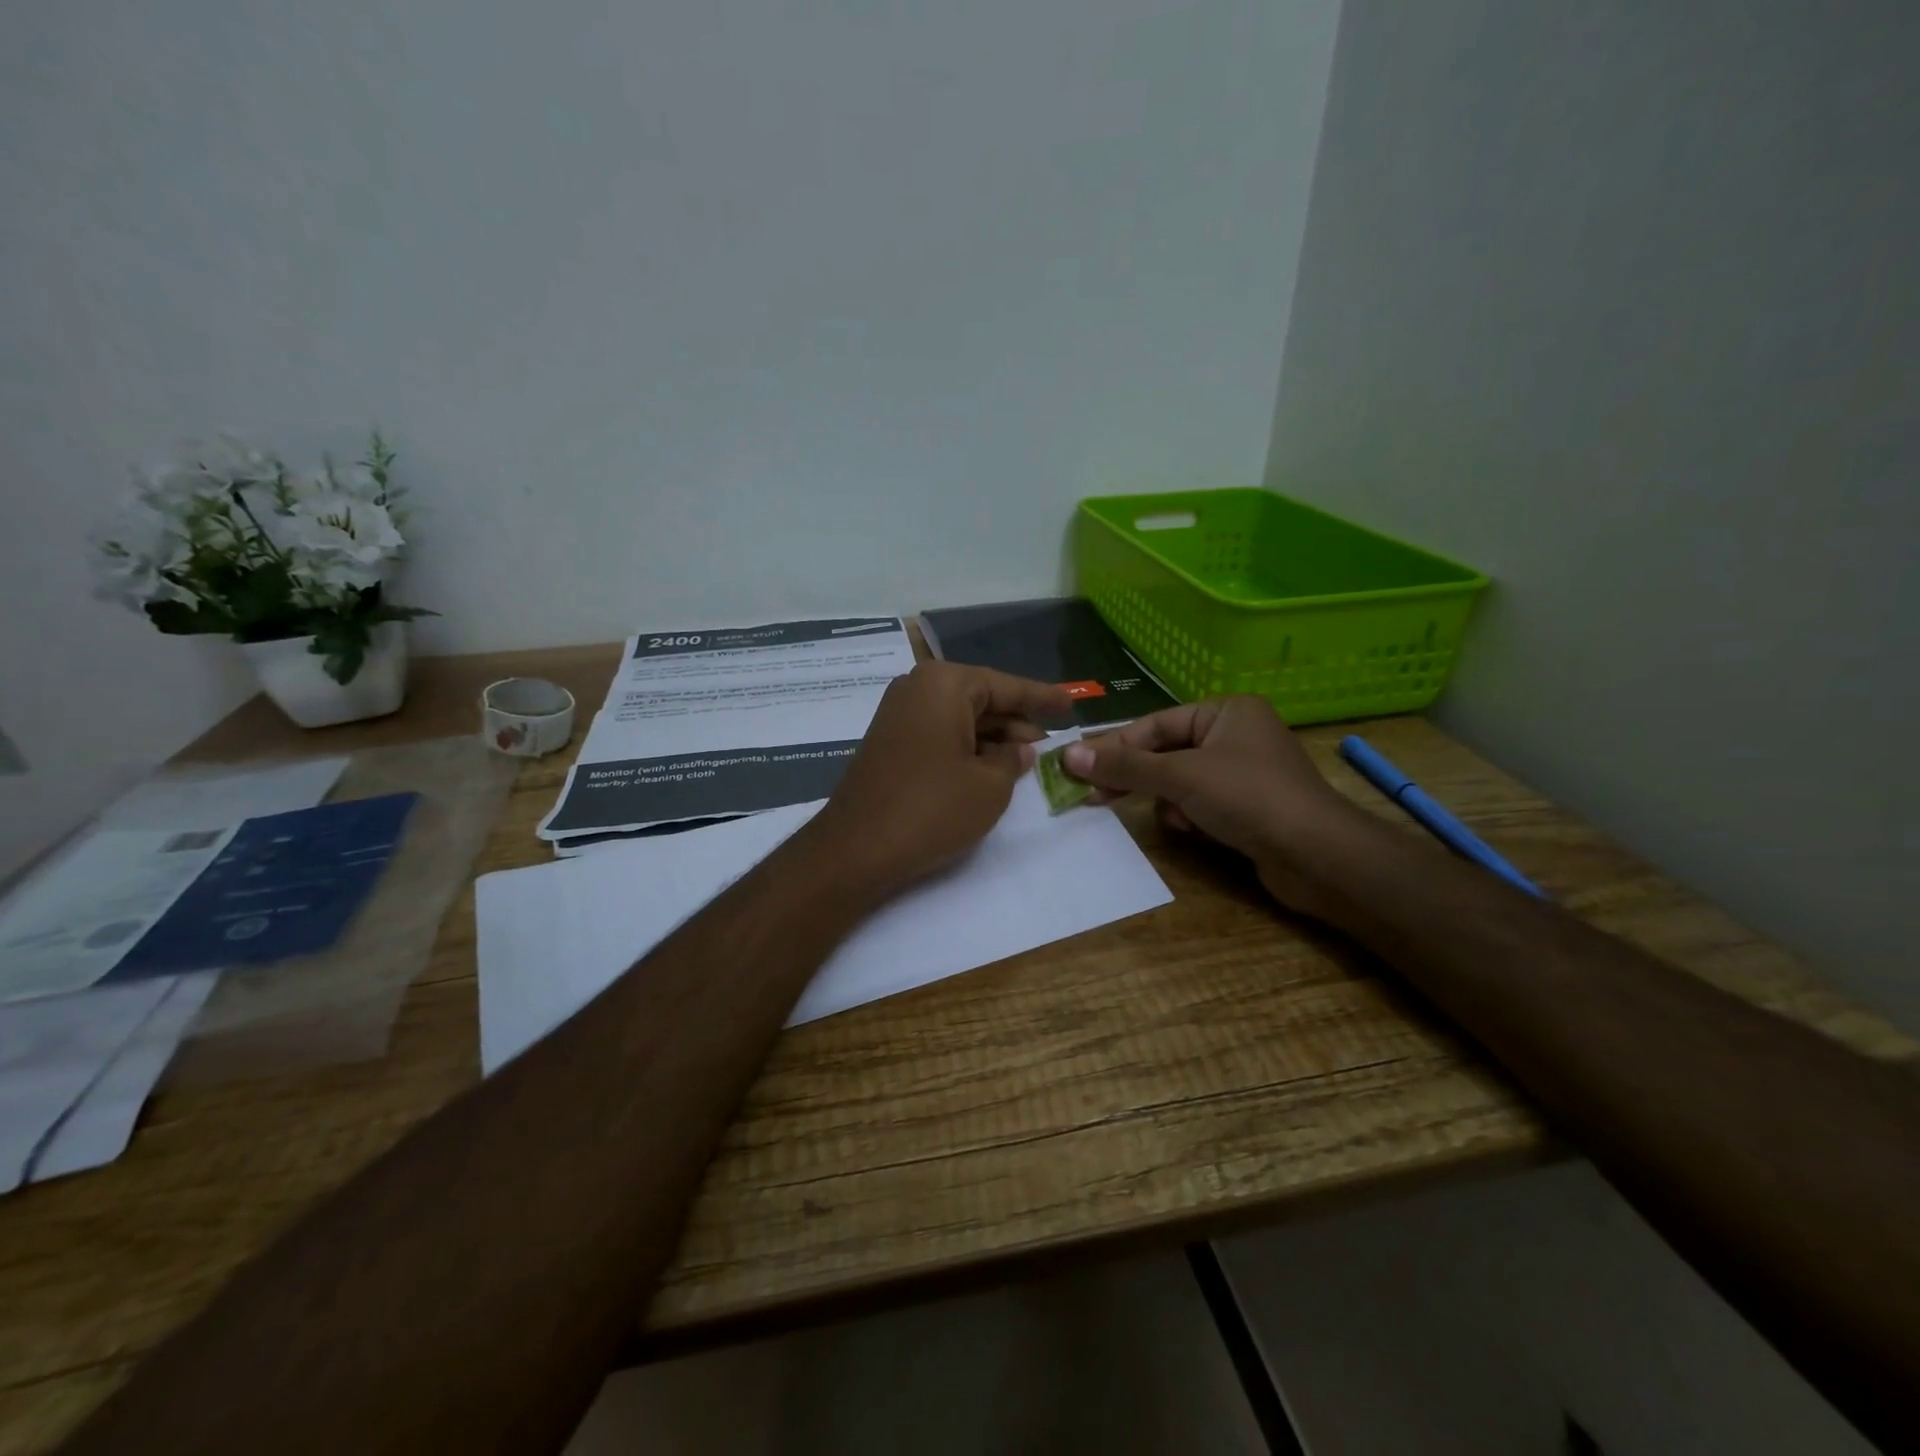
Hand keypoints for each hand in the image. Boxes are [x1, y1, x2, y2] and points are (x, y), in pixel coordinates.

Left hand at [804, 662, 1072, 900]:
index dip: (1042, 698)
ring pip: (960, 718)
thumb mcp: (990, 785)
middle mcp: (917, 688)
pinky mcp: (889, 742)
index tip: (1070, 703)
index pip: (1006, 686)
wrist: (856, 848)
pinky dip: (966, 748)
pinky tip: (989, 768)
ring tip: (1027, 760)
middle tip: (1051, 743)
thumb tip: (1019, 748)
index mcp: (945, 684)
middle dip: (1016, 722)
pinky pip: (939, 734)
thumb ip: (1013, 759)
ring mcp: (898, 714)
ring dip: (992, 738)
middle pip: (981, 699)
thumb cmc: (932, 808)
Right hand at [1060, 696, 1369, 914]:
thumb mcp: (1180, 776)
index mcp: (1226, 711)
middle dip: (1138, 777)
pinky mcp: (1248, 806)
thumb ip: (1125, 766)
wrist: (1318, 856)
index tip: (1077, 767)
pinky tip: (1196, 831)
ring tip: (1176, 819)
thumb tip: (1068, 755)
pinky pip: (1201, 803)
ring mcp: (1244, 773)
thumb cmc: (1248, 797)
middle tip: (1094, 795)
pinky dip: (1192, 817)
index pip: (1155, 725)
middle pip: (1166, 753)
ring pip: (1181, 782)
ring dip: (1170, 801)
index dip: (1115, 747)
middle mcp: (1236, 735)